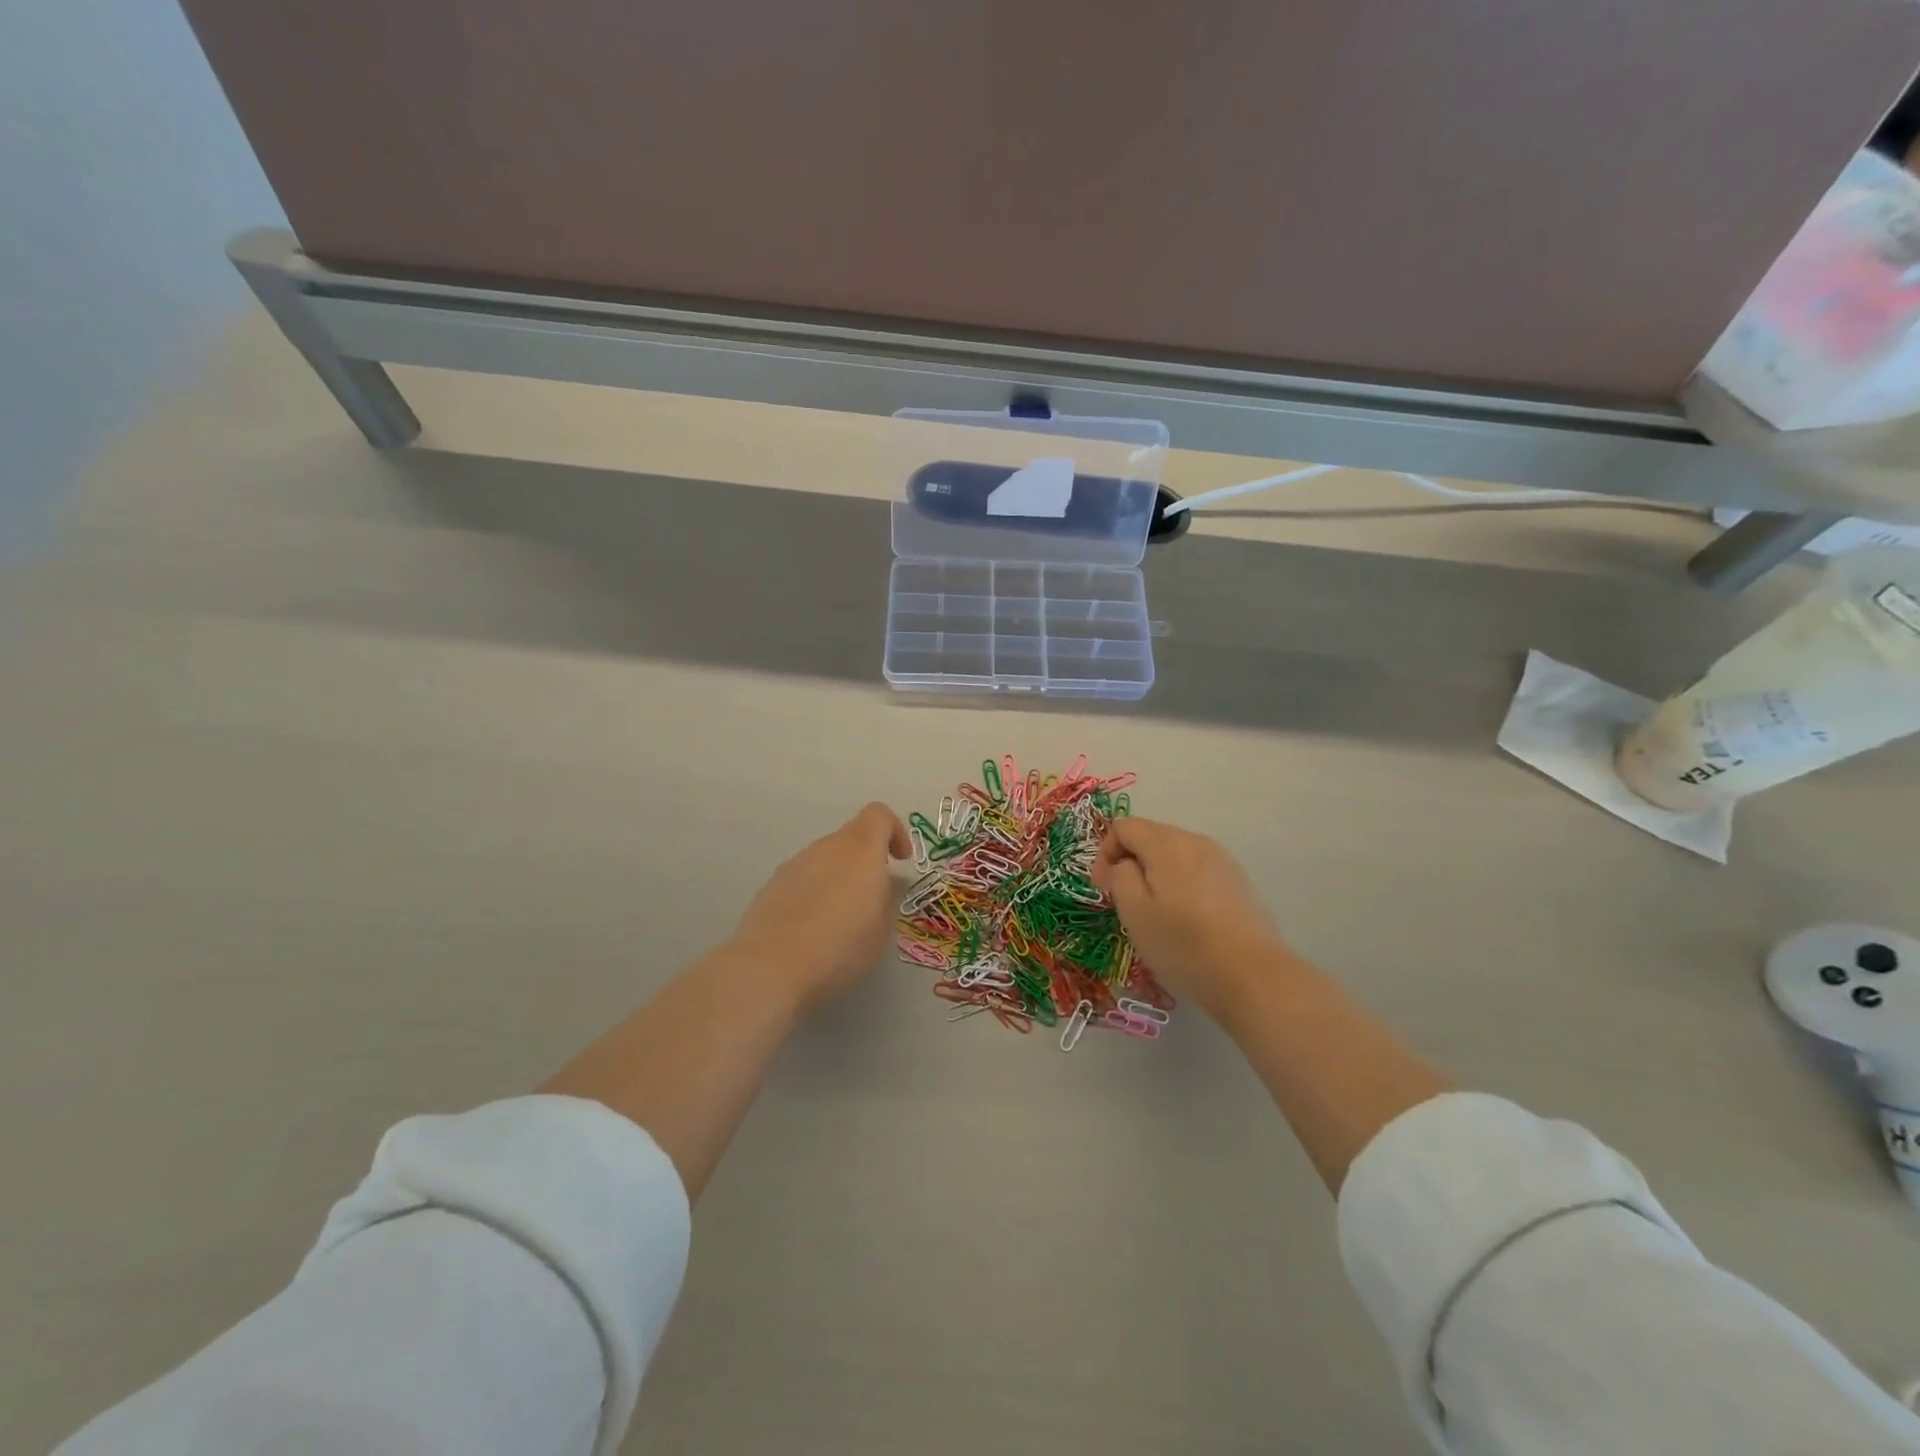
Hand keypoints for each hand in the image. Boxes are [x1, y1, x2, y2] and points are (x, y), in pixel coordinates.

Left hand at [727, 803, 911, 1013]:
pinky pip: (803, 879)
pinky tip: (812, 929)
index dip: (895, 831)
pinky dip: (814, 893)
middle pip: (851, 837)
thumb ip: (888, 897)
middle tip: (874, 898)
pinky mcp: (771, 886)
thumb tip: (885, 884)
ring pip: (825, 859)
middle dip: (867, 860)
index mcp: (860, 849)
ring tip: (841, 920)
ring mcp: (794, 865)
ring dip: (839, 877)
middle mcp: (826, 847)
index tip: (902, 861)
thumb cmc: (841, 945)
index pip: (879, 815)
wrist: (770, 967)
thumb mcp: (882, 928)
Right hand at [1092, 817, 1286, 1018]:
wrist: (1252, 977)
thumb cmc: (1183, 944)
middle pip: (1151, 836)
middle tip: (1126, 904)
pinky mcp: (1238, 882)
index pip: (1123, 826)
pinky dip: (1182, 885)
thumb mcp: (1134, 912)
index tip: (1105, 889)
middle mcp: (1196, 841)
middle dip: (1131, 862)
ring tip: (1157, 914)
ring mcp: (1222, 860)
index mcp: (1167, 844)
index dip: (1105, 853)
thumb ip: (1119, 876)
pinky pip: (1197, 871)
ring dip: (1157, 875)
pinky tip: (1187, 920)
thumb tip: (1123, 864)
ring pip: (1175, 854)